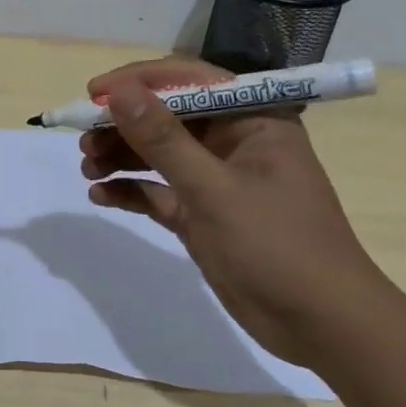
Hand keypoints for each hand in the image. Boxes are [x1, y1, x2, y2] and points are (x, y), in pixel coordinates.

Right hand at [79, 58, 391, 367]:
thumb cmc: (277, 245)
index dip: (139, 82)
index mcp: (253, 120)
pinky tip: (100, 195)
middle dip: (122, 125)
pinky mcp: (202, 214)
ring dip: (120, 156)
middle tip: (83, 141)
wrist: (321, 326)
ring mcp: (216, 180)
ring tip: (87, 169)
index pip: (189, 81)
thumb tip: (118, 92)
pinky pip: (157, 191)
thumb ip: (163, 139)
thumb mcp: (214, 189)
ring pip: (157, 154)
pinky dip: (129, 190)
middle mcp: (234, 142)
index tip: (93, 93)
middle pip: (167, 117)